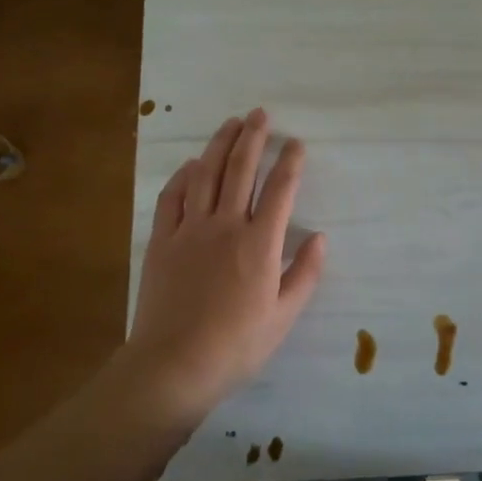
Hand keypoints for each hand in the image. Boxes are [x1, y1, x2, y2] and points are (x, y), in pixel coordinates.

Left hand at [122, 110, 325, 423]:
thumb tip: (319, 237)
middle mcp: (226, 226)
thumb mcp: (284, 317)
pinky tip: (191, 165)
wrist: (173, 367)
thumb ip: (305, 274)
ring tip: (231, 123)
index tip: (296, 143)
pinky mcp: (162, 241)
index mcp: (260, 243)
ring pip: (205, 175)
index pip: (280, 190)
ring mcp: (190, 230)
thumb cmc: (236, 346)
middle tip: (260, 114)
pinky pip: (172, 198)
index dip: (290, 162)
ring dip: (219, 145)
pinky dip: (183, 176)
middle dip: (253, 138)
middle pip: (240, 170)